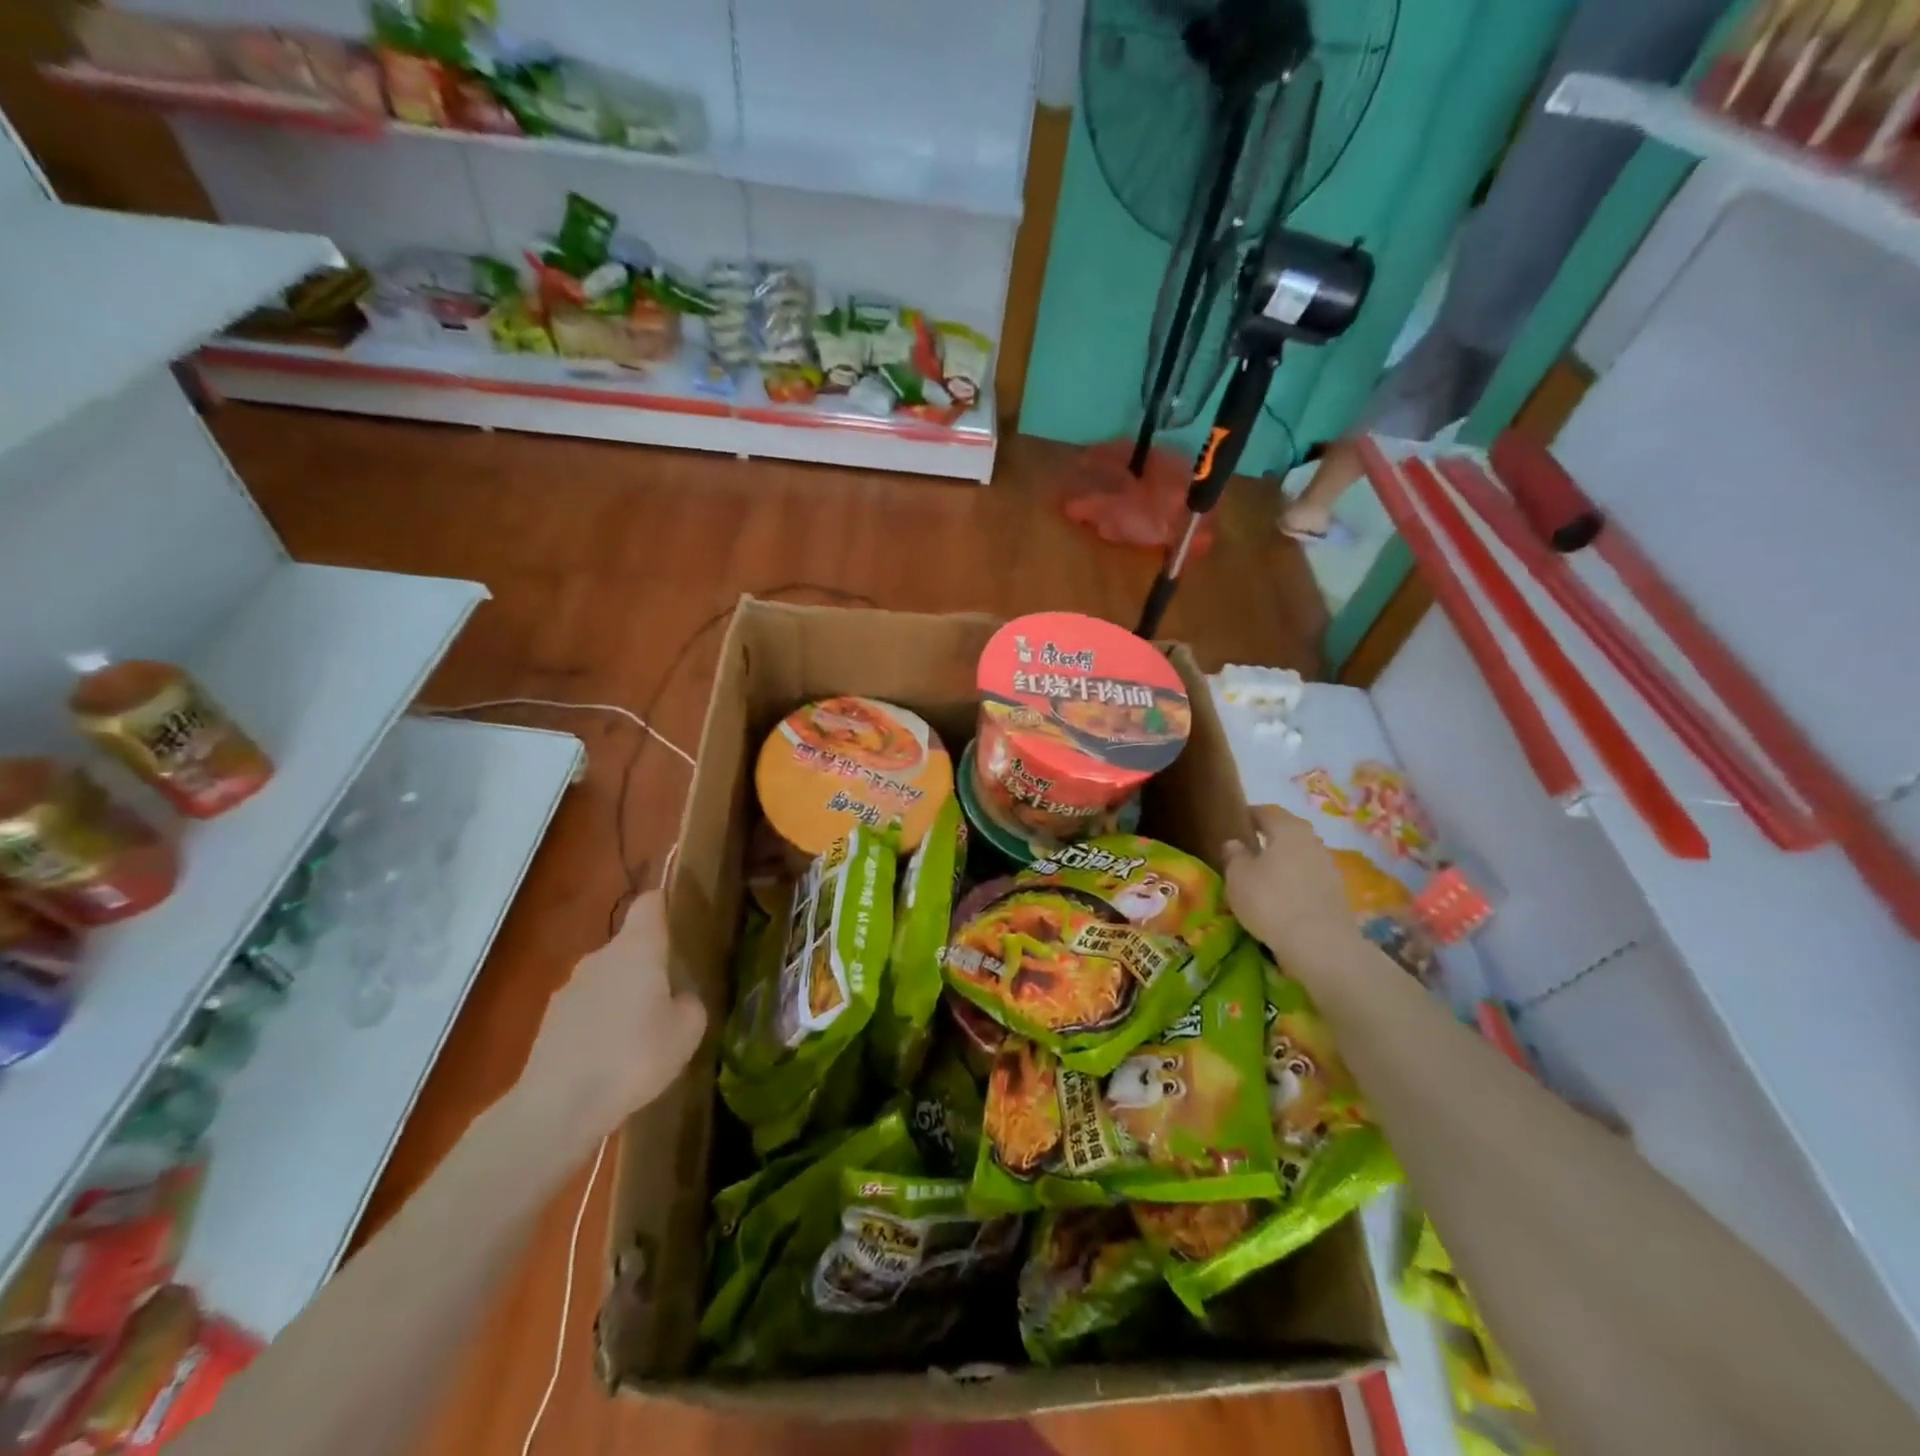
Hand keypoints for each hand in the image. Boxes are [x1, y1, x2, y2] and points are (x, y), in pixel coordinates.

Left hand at [516, 891, 706, 1155]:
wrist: (557, 1108)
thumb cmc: (634, 1057)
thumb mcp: (687, 1031)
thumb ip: (689, 1004)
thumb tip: (678, 998)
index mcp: (637, 948)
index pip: (649, 904)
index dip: (664, 904)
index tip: (678, 916)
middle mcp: (600, 957)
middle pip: (628, 945)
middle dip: (647, 964)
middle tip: (669, 994)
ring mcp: (569, 989)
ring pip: (606, 979)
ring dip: (622, 996)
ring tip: (639, 1035)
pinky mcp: (549, 1023)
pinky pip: (586, 1011)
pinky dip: (599, 1024)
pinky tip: (610, 1059)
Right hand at [1222, 805, 1357, 961]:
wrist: (1320, 944)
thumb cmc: (1271, 901)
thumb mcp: (1238, 877)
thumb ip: (1234, 855)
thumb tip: (1235, 843)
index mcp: (1288, 829)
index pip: (1266, 812)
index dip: (1249, 815)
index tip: (1235, 822)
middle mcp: (1312, 841)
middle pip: (1288, 831)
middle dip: (1269, 837)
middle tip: (1248, 848)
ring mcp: (1328, 867)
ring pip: (1300, 855)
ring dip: (1283, 860)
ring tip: (1263, 875)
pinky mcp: (1336, 893)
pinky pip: (1309, 877)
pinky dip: (1294, 881)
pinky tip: (1282, 896)